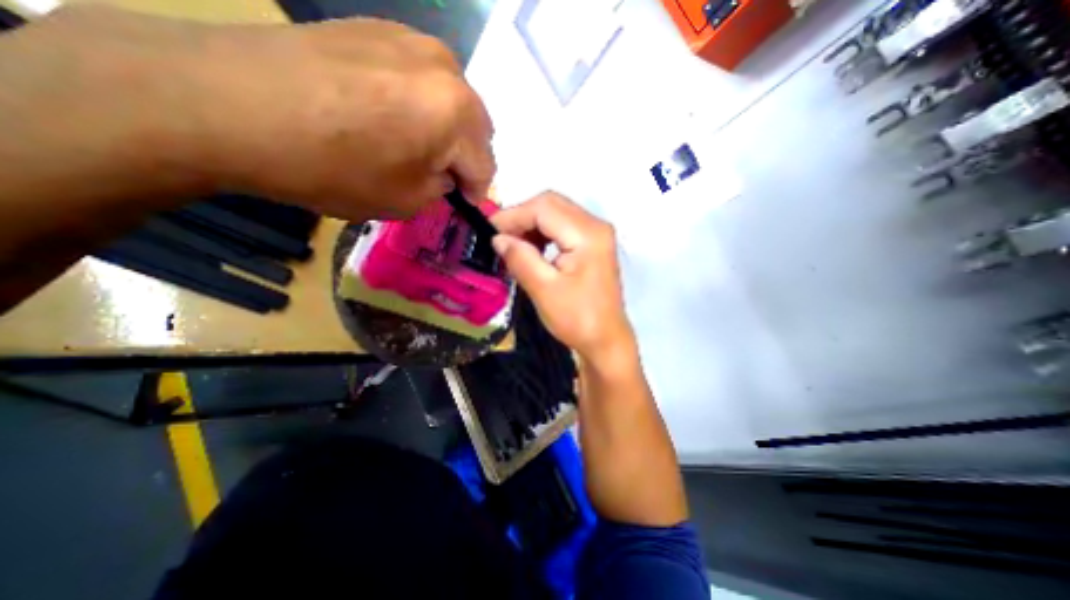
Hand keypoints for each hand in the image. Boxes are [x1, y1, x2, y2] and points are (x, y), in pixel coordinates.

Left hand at [8, 4, 495, 220]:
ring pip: (452, 101)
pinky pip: (421, 78)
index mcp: (458, 114)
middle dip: (463, 157)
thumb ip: (439, 189)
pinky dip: (418, 103)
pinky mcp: (379, 29)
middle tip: (435, 174)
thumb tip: (444, 175)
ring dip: (444, 129)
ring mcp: (412, 40)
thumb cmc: (332, 167)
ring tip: (410, 144)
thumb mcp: (404, 201)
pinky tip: (386, 114)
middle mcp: (447, 70)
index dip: (475, 191)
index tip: (457, 203)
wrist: (228, 103)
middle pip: (476, 128)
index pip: (486, 166)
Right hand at [491, 193, 632, 363]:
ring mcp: (597, 234)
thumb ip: (520, 258)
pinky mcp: (593, 244)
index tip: (488, 231)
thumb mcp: (544, 290)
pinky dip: (543, 233)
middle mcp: (596, 226)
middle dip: (521, 218)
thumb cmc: (577, 319)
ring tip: (513, 246)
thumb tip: (498, 238)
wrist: (605, 340)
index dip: (513, 215)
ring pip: (556, 213)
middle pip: (551, 204)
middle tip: (499, 239)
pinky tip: (531, 249)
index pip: (544, 208)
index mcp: (587, 234)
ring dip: (531, 225)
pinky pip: (563, 227)